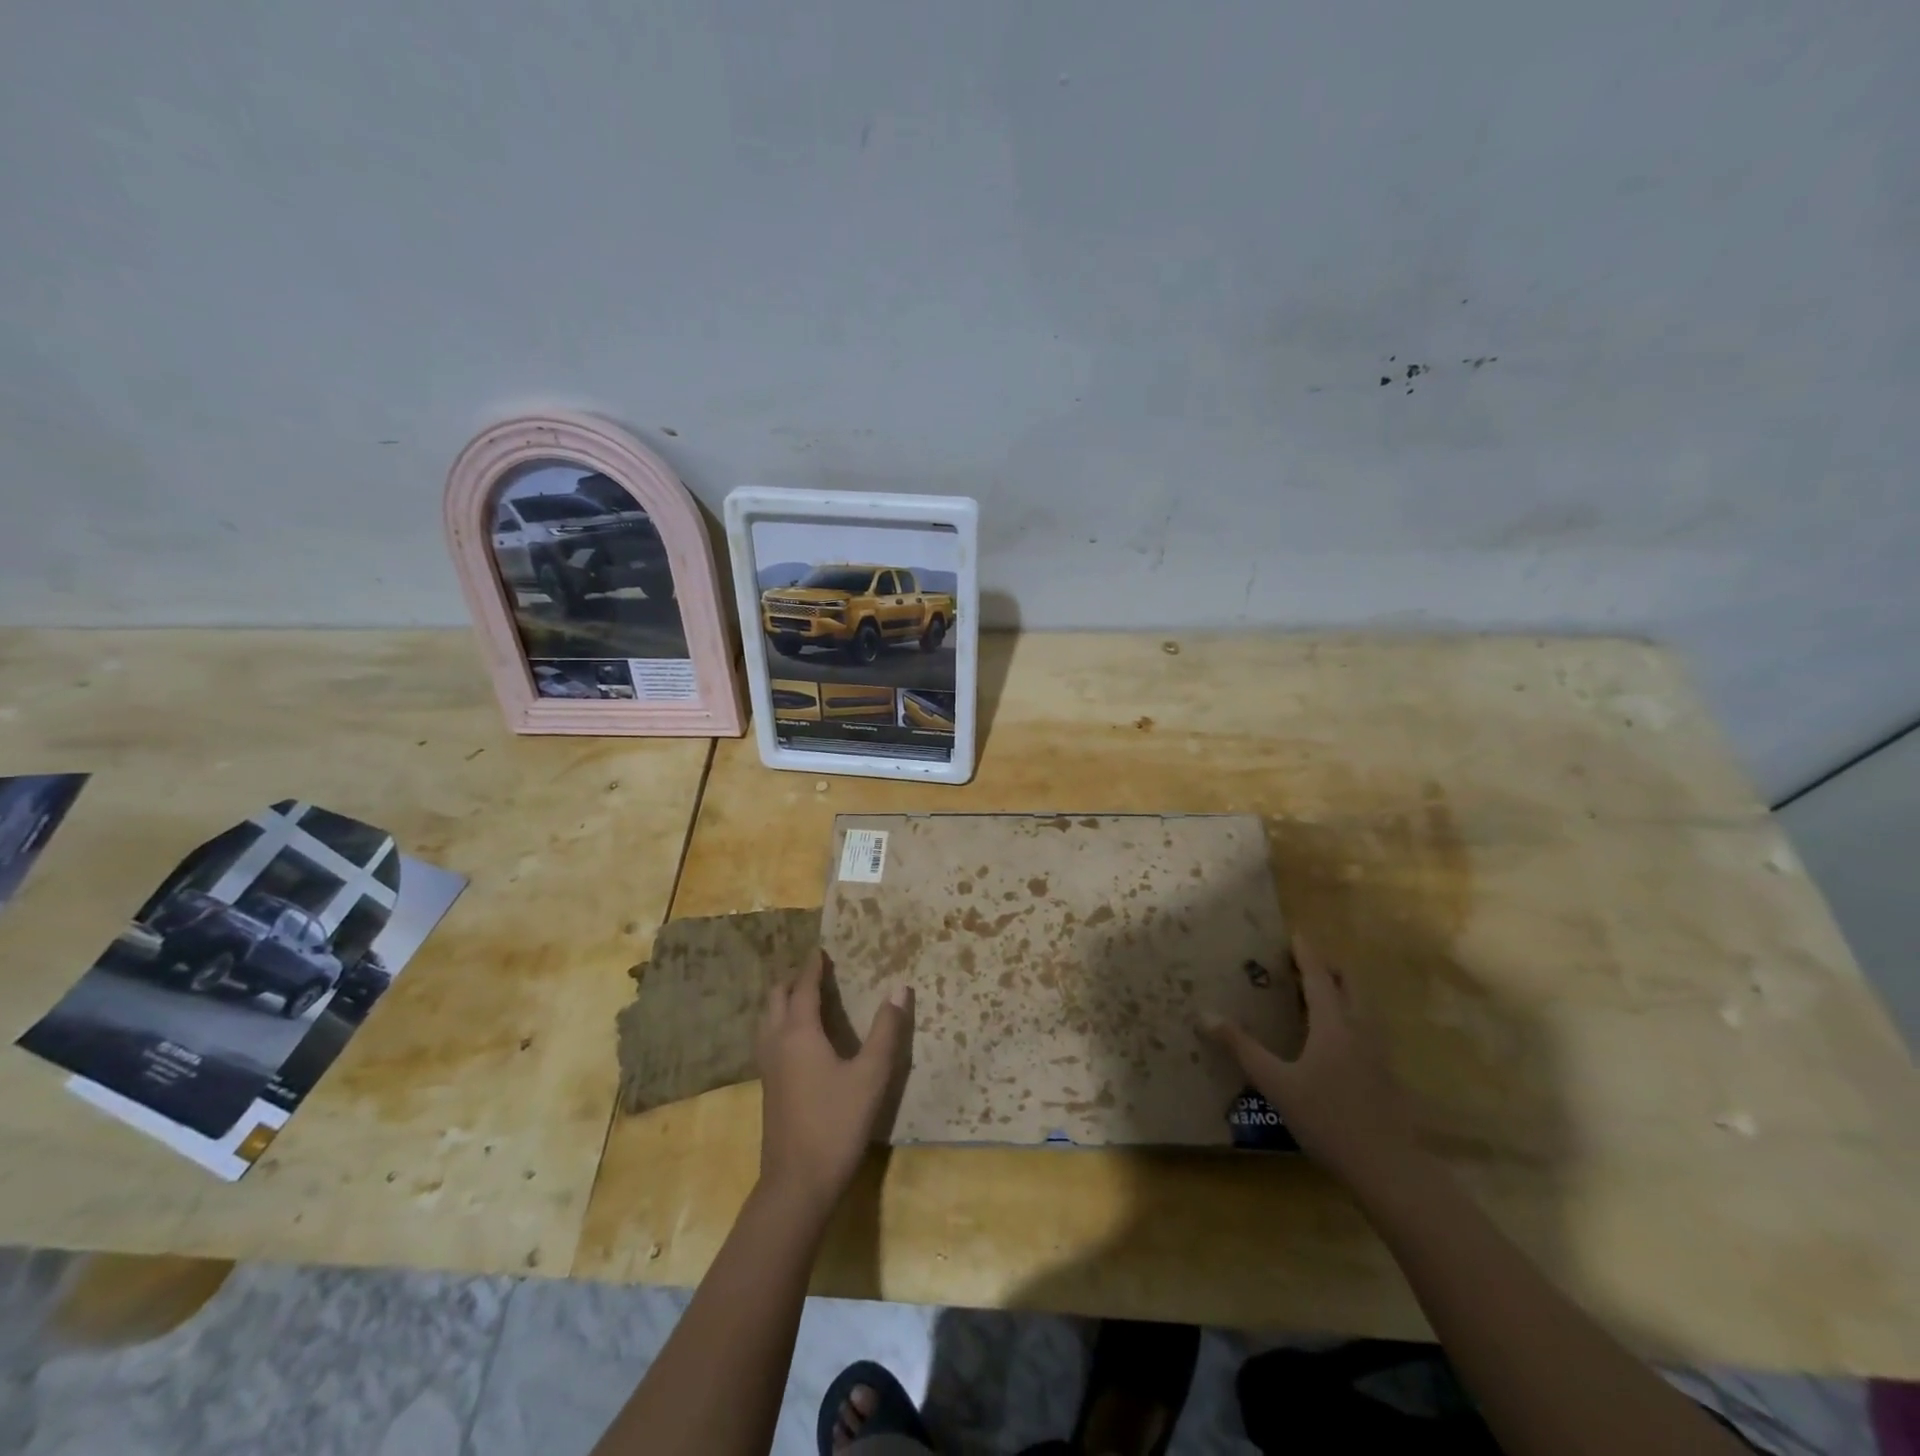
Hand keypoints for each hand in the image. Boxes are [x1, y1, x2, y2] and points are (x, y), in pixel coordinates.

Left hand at [755, 950, 912, 1217]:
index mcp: (799, 1033)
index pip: (803, 988)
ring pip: (767, 1020)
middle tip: (815, 972)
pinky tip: (798, 1039)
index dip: (813, 967)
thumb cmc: (836, 1123)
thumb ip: (886, 1030)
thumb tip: (900, 988)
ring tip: (804, 998)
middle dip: (793, 980)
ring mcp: (768, 1067)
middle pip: (776, 999)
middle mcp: (777, 1043)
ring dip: (782, 1002)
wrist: (797, 1184)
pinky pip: (768, 1039)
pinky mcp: (768, 1088)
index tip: (821, 950)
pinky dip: (780, 1023)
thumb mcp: (871, 1075)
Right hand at [1202, 937, 1416, 1183]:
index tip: (1296, 933)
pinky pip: (1367, 1030)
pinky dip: (1349, 1018)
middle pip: (1349, 984)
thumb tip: (1204, 1015)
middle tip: (1301, 964)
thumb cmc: (1327, 1119)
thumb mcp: (1275, 1083)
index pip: (1319, 976)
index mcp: (1334, 1024)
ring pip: (1362, 1007)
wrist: (1389, 1170)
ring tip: (1315, 997)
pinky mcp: (1386, 1075)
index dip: (1306, 953)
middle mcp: (1360, 1029)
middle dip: (1328, 968)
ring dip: (1341, 992)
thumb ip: (1241, 1048)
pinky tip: (1333, 1041)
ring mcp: (1379, 1053)